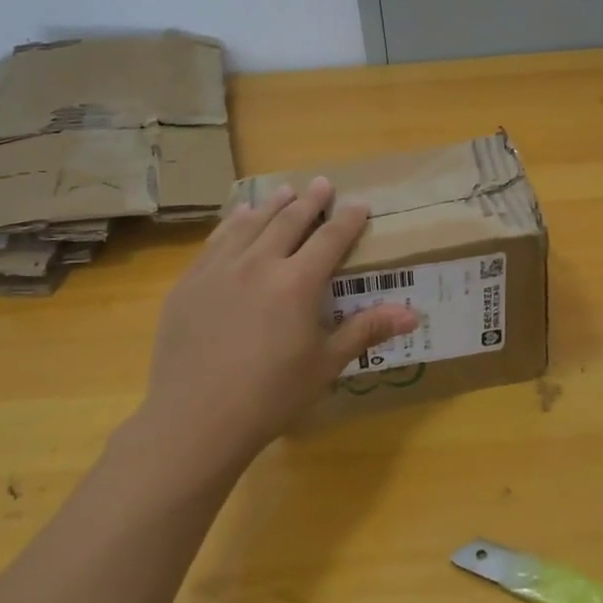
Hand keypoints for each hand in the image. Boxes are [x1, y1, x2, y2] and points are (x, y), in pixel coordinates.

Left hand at [136, 178, 417, 484]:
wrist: (195, 419)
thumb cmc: (270, 396)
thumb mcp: (325, 365)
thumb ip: (365, 330)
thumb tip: (413, 314)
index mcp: (297, 283)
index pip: (330, 239)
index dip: (347, 220)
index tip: (359, 203)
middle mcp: (259, 264)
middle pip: (289, 221)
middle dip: (309, 201)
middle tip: (321, 183)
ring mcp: (219, 270)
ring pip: (251, 224)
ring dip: (271, 205)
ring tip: (283, 191)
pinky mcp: (190, 283)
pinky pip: (216, 241)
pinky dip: (233, 224)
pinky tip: (238, 218)